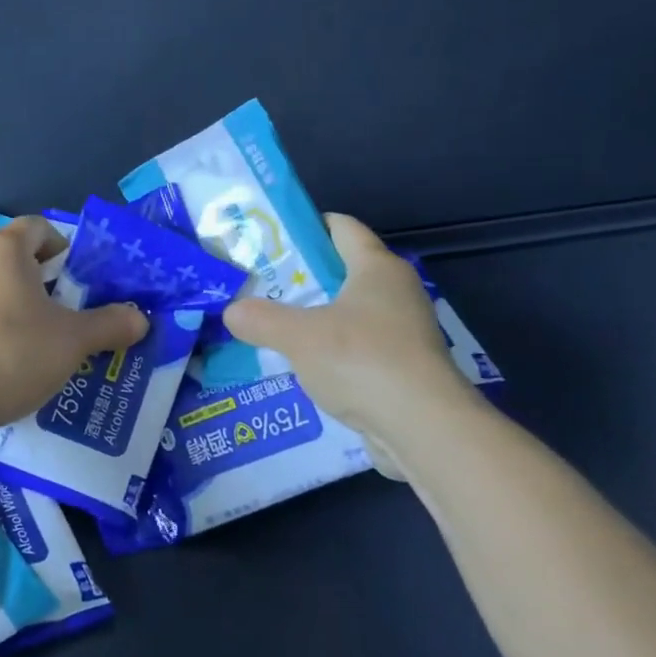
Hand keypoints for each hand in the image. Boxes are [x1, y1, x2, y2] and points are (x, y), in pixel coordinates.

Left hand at [0, 217, 148, 433]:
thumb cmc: (15, 353)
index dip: (63, 248)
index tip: (76, 283)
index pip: (39, 228)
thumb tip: (140, 319)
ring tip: (33, 343)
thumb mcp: (73, 340)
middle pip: (13, 257)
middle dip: (41, 282)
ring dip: (13, 304)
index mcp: (4, 249)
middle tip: (63, 317)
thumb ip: (110, 324)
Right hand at [221, 214, 480, 478]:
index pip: (341, 227)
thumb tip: (232, 312)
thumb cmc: (361, 361)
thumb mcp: (298, 336)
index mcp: (377, 268)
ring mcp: (405, 332)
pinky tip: (301, 367)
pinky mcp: (405, 368)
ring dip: (314, 319)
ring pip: (349, 313)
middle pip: (342, 271)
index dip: (305, 227)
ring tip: (272, 327)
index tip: (270, 239)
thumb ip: (260, 319)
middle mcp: (397, 292)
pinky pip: (358, 348)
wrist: (424, 429)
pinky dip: (331, 352)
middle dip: (301, 278)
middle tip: (260, 286)